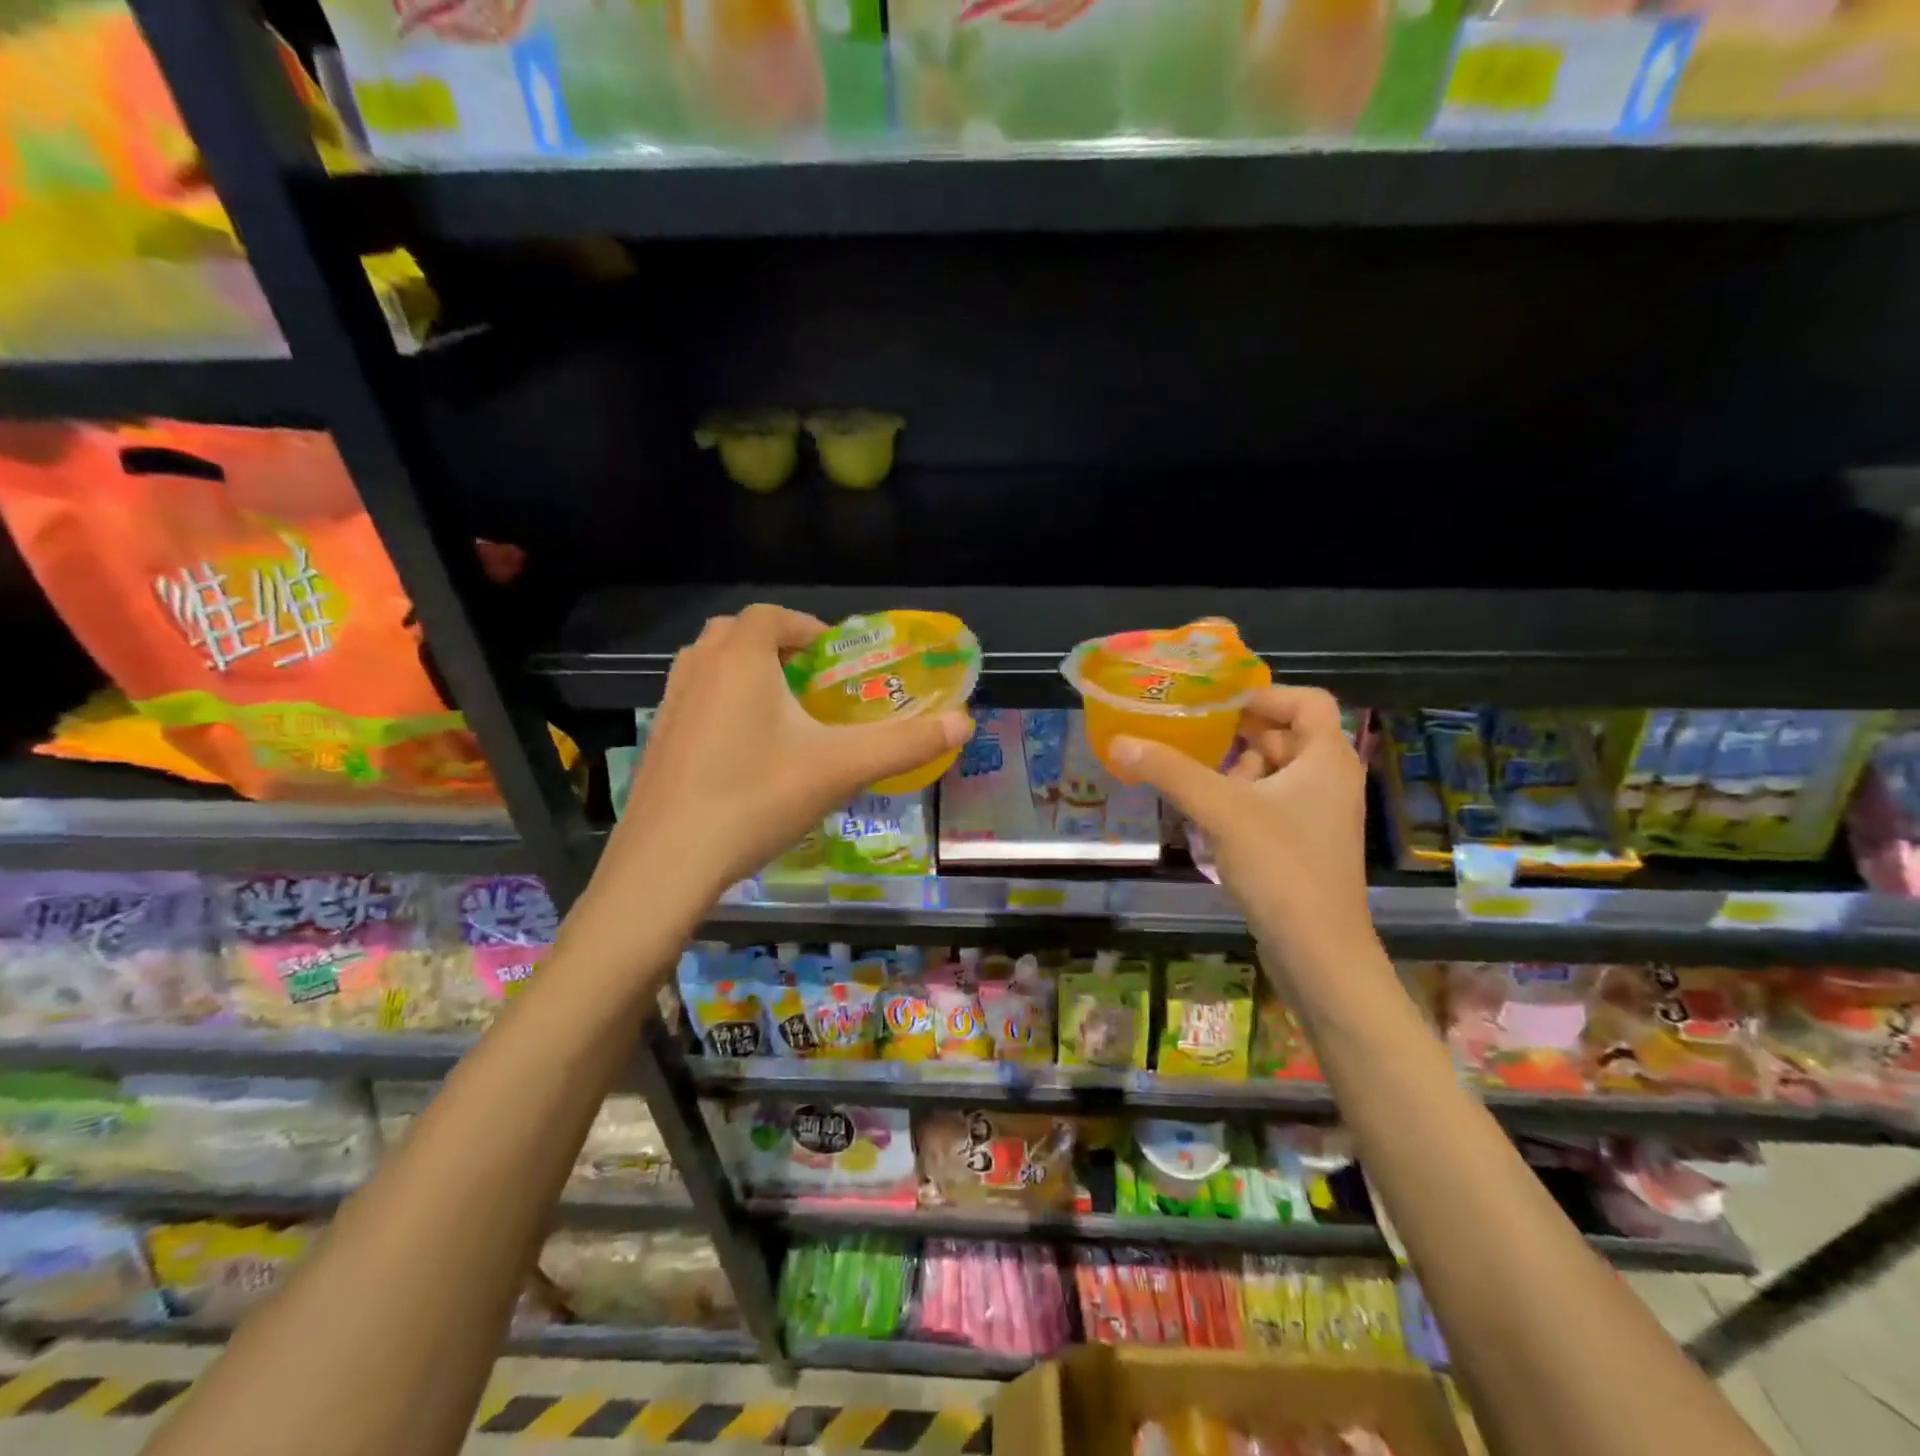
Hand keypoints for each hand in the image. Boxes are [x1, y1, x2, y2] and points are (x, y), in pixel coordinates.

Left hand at [596, 604, 973, 907]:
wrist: (667, 863)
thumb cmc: (757, 799)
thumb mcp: (841, 769)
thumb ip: (905, 742)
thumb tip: (965, 723)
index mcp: (740, 658)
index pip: (773, 615)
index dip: (808, 626)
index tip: (837, 656)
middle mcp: (699, 668)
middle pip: (737, 633)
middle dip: (776, 646)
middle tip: (811, 681)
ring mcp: (670, 704)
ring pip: (710, 666)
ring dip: (745, 673)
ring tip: (782, 713)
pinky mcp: (657, 741)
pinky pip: (695, 701)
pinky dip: (722, 705)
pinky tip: (745, 752)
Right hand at [1107, 686, 1372, 971]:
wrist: (1318, 953)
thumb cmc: (1281, 867)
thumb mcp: (1221, 810)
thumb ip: (1170, 771)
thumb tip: (1120, 741)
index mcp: (1328, 759)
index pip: (1306, 701)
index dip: (1263, 694)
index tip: (1216, 704)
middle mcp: (1330, 781)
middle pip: (1286, 735)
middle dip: (1239, 733)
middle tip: (1190, 734)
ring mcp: (1318, 817)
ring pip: (1275, 773)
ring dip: (1235, 769)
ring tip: (1192, 776)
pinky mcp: (1303, 846)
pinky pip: (1270, 805)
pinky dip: (1240, 801)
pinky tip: (1206, 815)